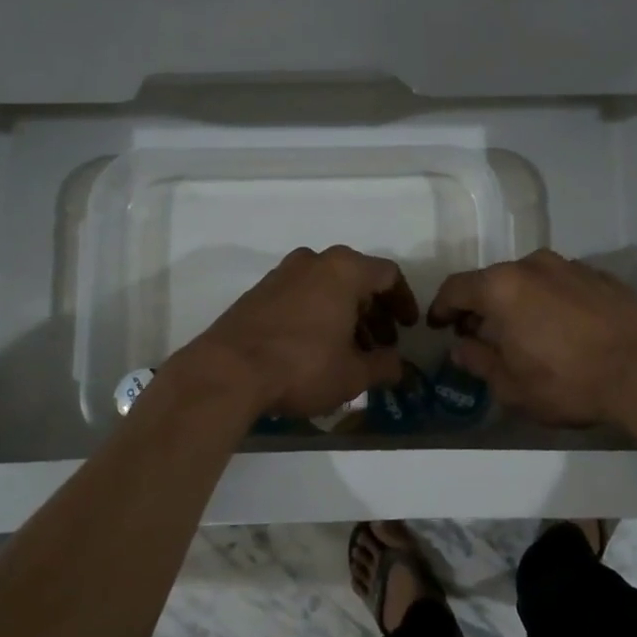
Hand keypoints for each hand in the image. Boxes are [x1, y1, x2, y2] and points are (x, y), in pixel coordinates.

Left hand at [184, 246, 418, 420]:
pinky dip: (317, 315)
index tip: (408, 328)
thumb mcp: (353, 374)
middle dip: (373, 313)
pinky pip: (301, 296)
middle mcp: (314, 261)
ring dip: (345, 315)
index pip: (388, 275)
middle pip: (356, 280)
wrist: (228, 371)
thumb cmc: (303, 366)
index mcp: (344, 270)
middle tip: (381, 344)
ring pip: (327, 288)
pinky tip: (317, 348)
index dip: (403, 302)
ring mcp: (282, 274)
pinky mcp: (258, 292)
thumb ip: (384, 367)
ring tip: (350, 352)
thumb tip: (400, 367)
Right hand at [427, 249, 636, 426]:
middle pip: (494, 281)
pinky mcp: (602, 276)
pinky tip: (562, 328)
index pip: (457, 288)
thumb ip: (479, 361)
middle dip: (481, 306)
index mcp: (503, 287)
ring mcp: (571, 266)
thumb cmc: (568, 382)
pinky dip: (551, 301)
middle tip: (478, 333)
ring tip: (522, 331)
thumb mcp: (512, 386)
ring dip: (518, 302)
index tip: (438, 325)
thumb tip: (461, 347)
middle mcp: (533, 265)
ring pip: (530, 280)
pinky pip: (563, 285)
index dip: (442, 307)